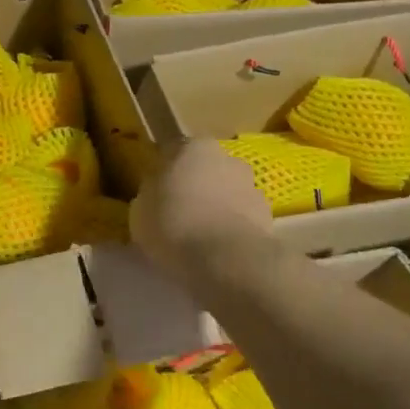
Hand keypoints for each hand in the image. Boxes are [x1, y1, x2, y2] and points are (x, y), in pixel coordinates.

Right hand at [130, 139, 271, 271]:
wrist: (227, 261)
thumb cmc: (173, 224)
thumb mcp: (140, 209)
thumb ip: (150, 194)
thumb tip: (156, 195)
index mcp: (193, 148)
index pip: (174, 152)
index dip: (164, 174)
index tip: (156, 194)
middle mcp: (227, 158)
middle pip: (206, 171)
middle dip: (196, 187)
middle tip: (178, 213)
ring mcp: (252, 187)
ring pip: (227, 194)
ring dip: (217, 208)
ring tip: (200, 237)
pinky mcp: (269, 218)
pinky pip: (242, 220)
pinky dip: (232, 229)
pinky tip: (218, 250)